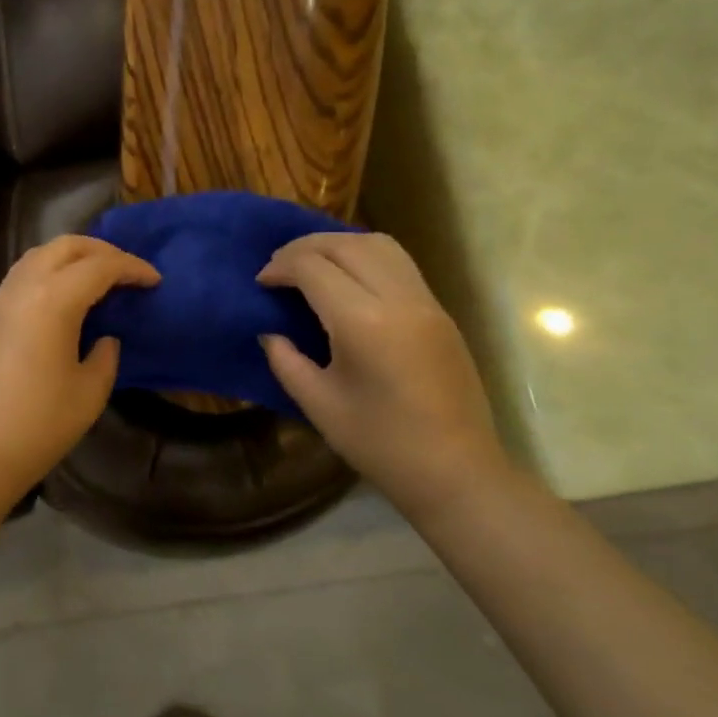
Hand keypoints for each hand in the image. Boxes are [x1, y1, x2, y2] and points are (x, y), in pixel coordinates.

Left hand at [0, 235, 159, 498]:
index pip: (100, 267)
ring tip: (100, 277)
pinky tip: (67, 294)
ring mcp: (3, 298)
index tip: (155, 280)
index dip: (132, 268)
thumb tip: (105, 338)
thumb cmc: (40, 424)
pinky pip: (26, 272)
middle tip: (129, 271)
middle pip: (67, 246)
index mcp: (54, 299)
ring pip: (42, 253)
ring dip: (74, 255)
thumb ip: (106, 355)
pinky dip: (52, 268)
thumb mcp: (90, 391)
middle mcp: (25, 286)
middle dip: (102, 250)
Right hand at [258, 232, 509, 520]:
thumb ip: (286, 360)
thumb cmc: (381, 445)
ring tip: (312, 264)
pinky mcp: (440, 311)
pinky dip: (365, 255)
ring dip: (339, 244)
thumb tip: (270, 331)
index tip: (261, 283)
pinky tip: (347, 279)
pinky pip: (399, 263)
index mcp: (362, 323)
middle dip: (305, 246)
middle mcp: (398, 299)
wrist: (456, 472)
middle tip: (279, 266)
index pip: (313, 268)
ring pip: (378, 244)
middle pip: (346, 244)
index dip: (280, 267)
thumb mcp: (319, 405)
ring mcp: (425, 302)